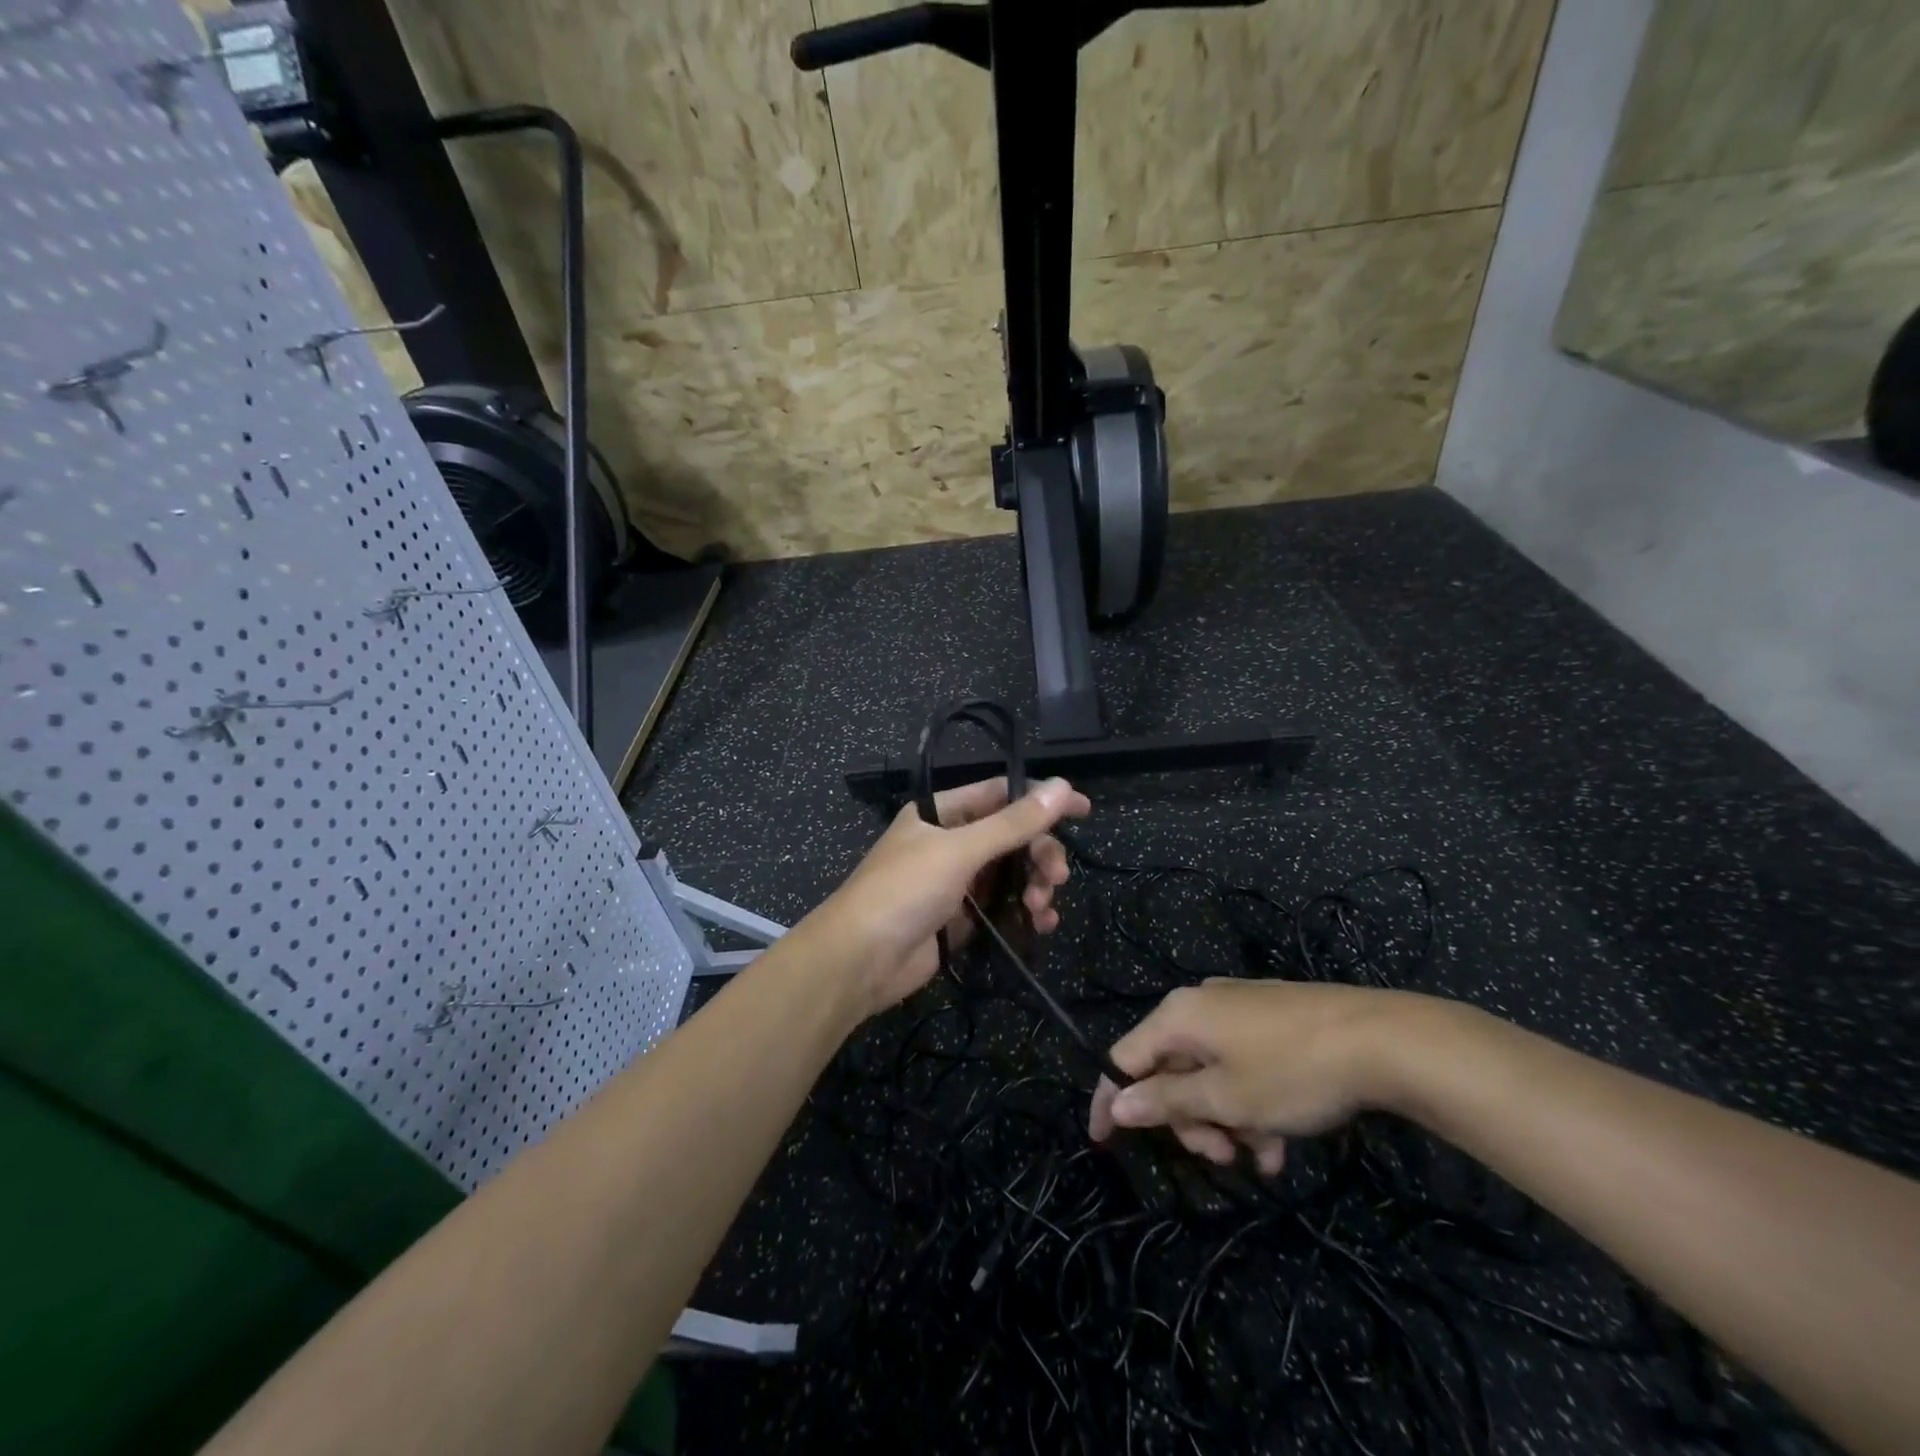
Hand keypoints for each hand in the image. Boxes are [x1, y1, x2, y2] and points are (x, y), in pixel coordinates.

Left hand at [814, 777, 1090, 1017]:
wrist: (859, 960)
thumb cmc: (904, 891)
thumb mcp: (960, 850)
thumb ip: (1013, 822)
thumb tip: (1063, 785)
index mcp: (941, 813)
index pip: (1000, 793)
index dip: (1041, 799)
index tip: (1083, 809)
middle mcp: (949, 842)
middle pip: (1011, 837)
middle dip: (1039, 854)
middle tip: (1058, 876)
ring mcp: (955, 882)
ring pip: (1011, 873)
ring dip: (1035, 886)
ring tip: (1043, 908)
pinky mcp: (961, 918)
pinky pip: (1003, 906)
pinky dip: (1024, 912)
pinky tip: (1041, 924)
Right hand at [1087, 979, 1424, 1175]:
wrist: (1382, 1038)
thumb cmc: (1292, 1071)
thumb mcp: (1226, 1097)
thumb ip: (1167, 1100)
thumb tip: (1117, 1103)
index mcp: (1179, 1016)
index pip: (1124, 1057)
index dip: (1111, 1098)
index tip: (1104, 1141)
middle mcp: (1200, 1005)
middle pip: (1170, 1068)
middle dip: (1188, 1119)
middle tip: (1220, 1157)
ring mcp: (1238, 1009)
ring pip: (1209, 1072)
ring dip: (1225, 1119)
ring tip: (1263, 1157)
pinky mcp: (1270, 1019)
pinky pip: (1240, 1064)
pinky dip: (1250, 1102)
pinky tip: (1280, 1141)